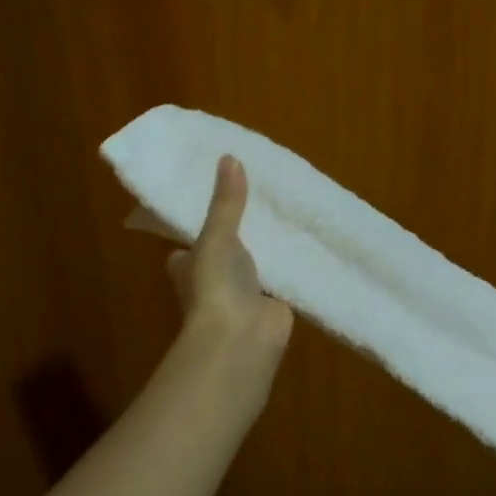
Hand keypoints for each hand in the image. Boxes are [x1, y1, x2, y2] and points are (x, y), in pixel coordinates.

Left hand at [167, 156, 293, 370]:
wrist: (241, 338)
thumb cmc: (215, 285)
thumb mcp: (217, 236)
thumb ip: (227, 202)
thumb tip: (230, 157)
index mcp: (187, 265)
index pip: (189, 240)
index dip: (200, 222)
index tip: (219, 196)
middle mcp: (212, 280)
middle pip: (225, 250)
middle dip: (241, 232)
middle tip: (261, 196)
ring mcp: (242, 294)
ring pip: (256, 263)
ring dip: (268, 248)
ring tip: (288, 212)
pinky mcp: (271, 304)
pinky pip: (282, 277)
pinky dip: (292, 264)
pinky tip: (308, 242)